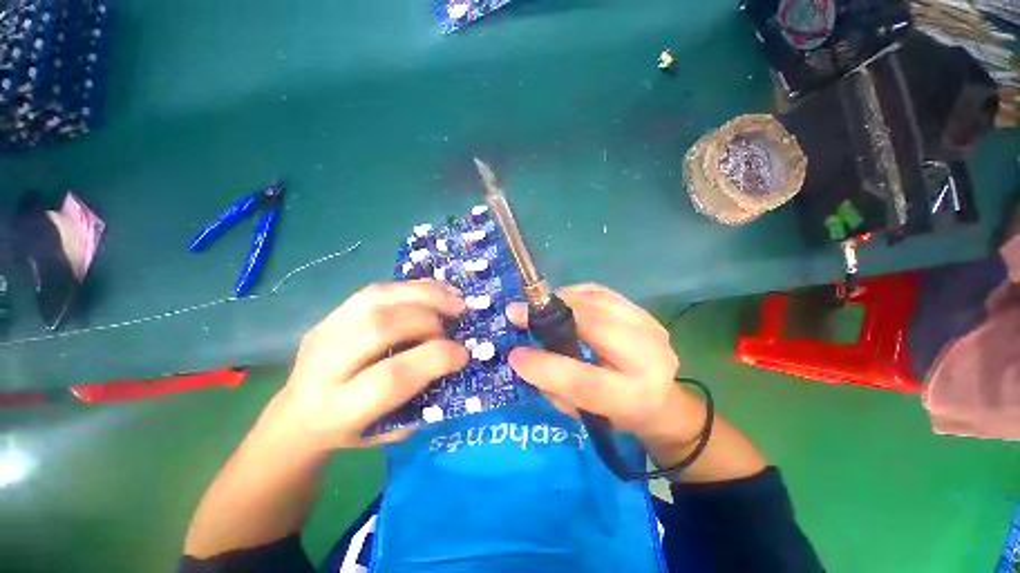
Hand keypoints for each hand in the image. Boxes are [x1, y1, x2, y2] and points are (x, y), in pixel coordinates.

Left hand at [265, 280, 468, 451]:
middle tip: (456, 320)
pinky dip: (412, 287)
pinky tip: (435, 290)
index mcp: (338, 409)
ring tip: (454, 297)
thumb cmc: (352, 429)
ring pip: (376, 299)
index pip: (391, 377)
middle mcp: (324, 366)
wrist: (300, 414)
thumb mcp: (390, 429)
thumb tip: (455, 360)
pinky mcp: (330, 314)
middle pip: (379, 327)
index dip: (434, 359)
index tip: (463, 354)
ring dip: (423, 294)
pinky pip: (375, 290)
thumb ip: (422, 397)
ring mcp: (323, 332)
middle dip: (427, 320)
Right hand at [506, 284, 706, 459]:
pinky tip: (563, 303)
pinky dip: (576, 294)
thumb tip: (522, 355)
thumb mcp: (582, 412)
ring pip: (598, 302)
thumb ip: (553, 386)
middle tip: (518, 311)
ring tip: (539, 307)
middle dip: (551, 314)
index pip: (584, 381)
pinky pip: (602, 292)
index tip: (513, 353)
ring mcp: (651, 329)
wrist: (662, 399)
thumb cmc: (615, 412)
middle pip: (595, 325)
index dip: (545, 366)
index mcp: (632, 398)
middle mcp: (649, 360)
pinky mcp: (644, 312)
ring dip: (561, 301)